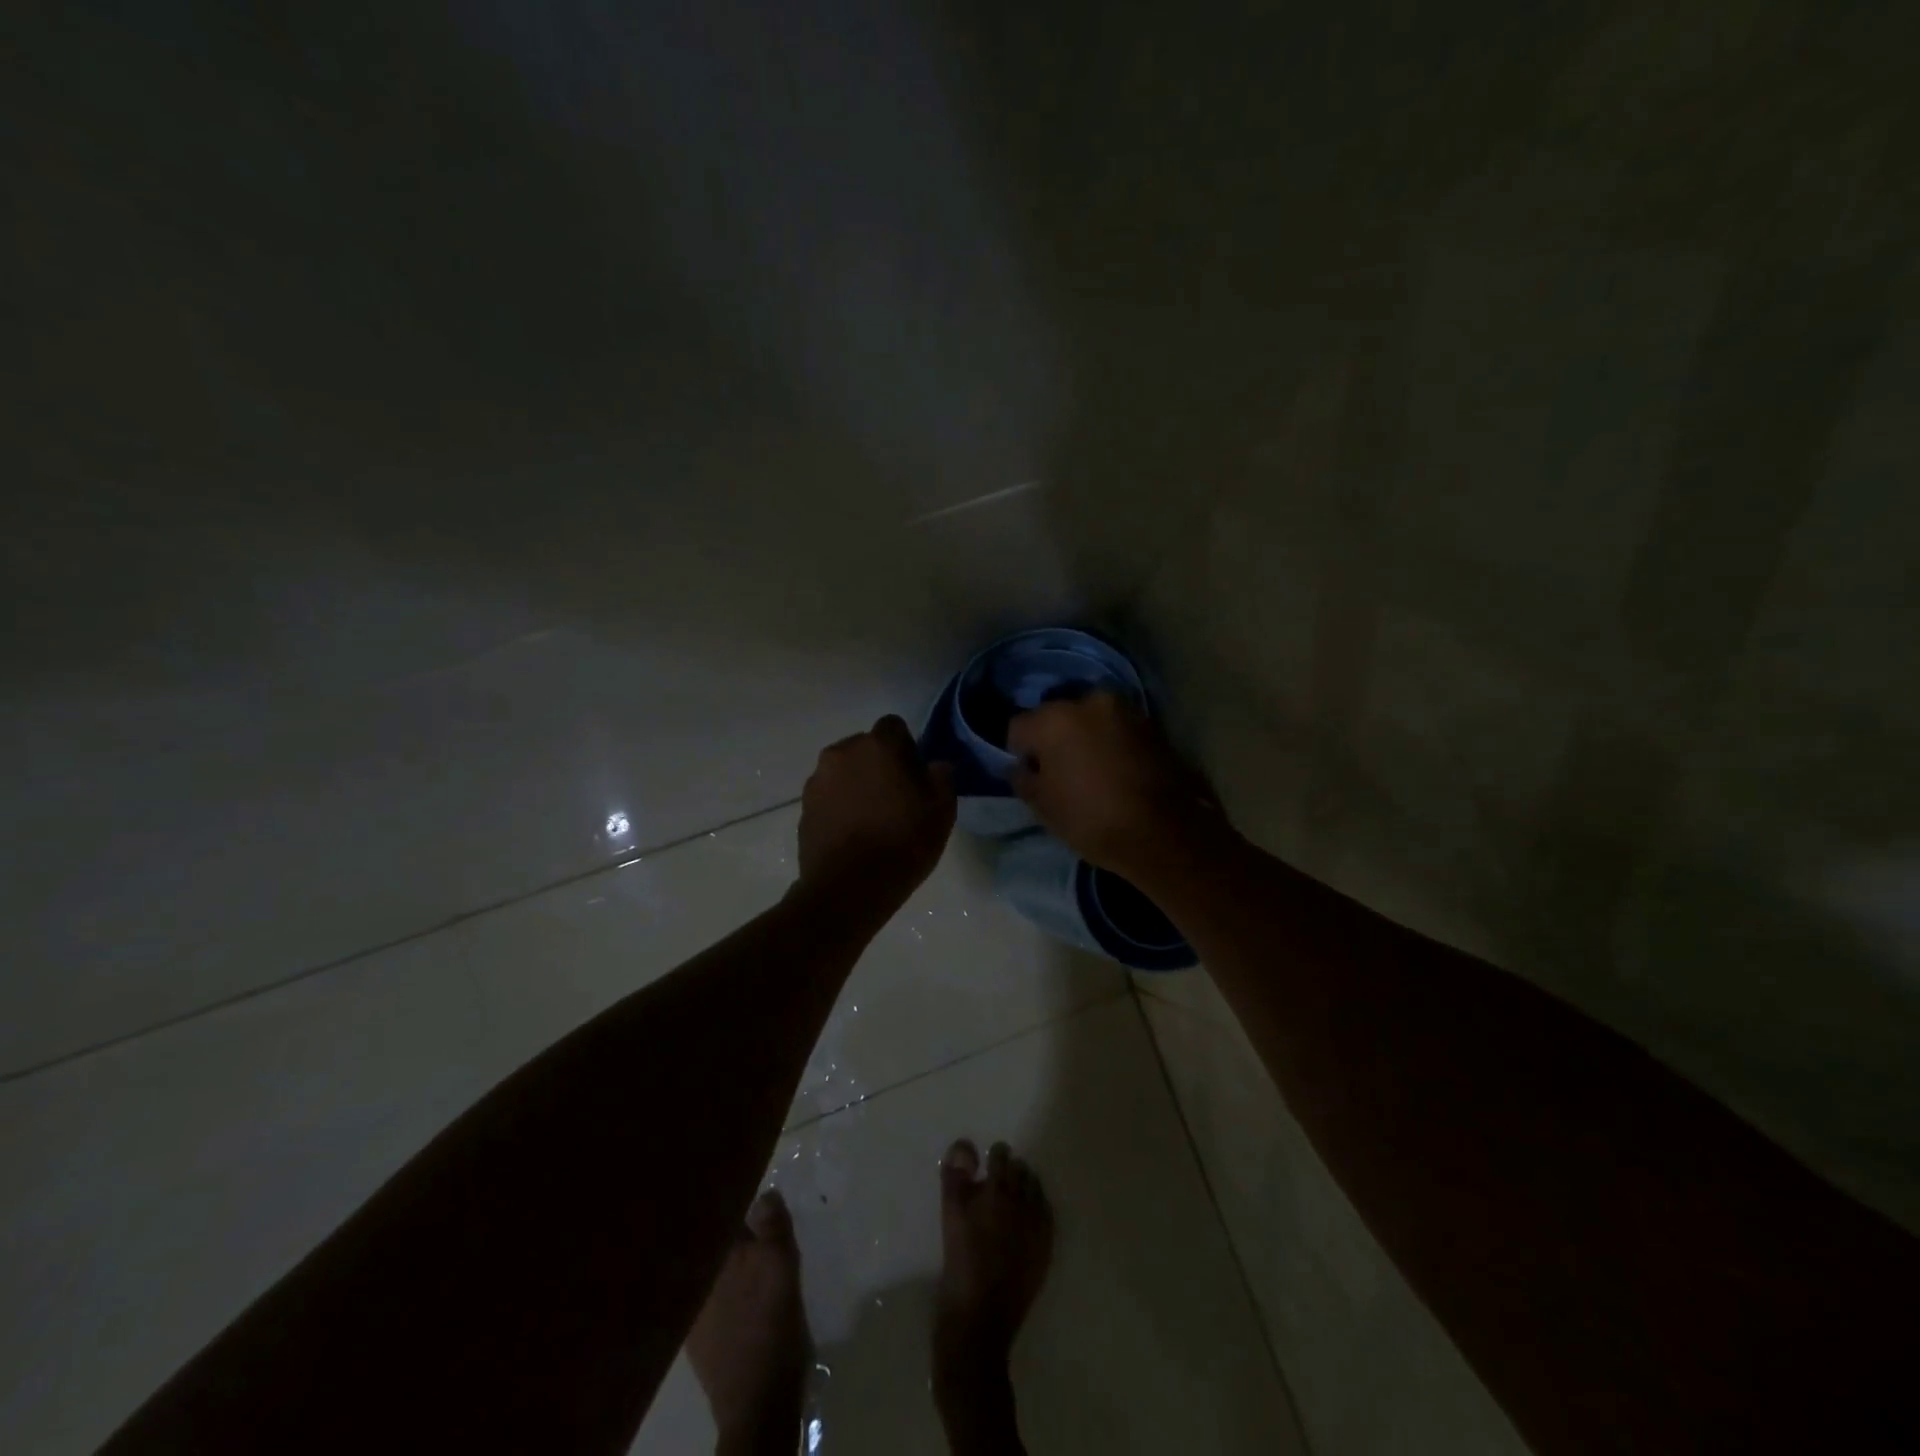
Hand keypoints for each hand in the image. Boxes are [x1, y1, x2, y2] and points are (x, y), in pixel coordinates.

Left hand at [797, 715, 955, 909]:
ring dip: (857, 784)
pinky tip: (852, 834)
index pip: (894, 726)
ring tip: (871, 819)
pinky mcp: (804, 808)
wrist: (849, 888)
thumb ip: (942, 778)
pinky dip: (839, 806)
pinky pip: (828, 796)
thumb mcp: (942, 811)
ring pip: (844, 771)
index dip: (906, 747)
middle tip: (895, 798)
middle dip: (878, 764)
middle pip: (865, 747)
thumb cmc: (903, 843)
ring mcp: (818, 780)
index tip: (915, 776)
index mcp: (878, 745)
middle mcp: (842, 752)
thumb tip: (936, 766)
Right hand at [1007, 693, 1220, 885]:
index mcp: (1054, 719)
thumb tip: (1021, 767)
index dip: (1019, 753)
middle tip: (1059, 772)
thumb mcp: (1043, 807)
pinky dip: (1110, 743)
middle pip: (1056, 717)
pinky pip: (1115, 729)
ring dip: (1084, 738)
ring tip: (1091, 772)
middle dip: (1053, 739)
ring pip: (1089, 720)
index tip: (1030, 776)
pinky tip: (1115, 771)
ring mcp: (1124, 710)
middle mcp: (1088, 702)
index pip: (1018, 727)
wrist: (1163, 833)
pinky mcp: (1151, 724)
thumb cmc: (1091, 819)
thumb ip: (1023, 779)